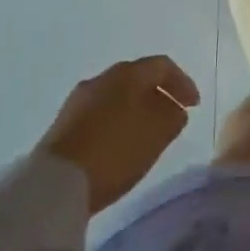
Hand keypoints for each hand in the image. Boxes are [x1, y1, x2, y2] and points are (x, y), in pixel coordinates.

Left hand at [37, 56, 200, 213]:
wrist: (55, 184)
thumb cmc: (115, 151)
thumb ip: (173, 117)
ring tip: (148, 133)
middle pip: (138, 78)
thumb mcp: (156, 135)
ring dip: (137, 109)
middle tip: (173, 116)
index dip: (183, 82)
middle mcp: (102, 78)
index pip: (163, 66)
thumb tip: (174, 109)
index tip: (194, 106)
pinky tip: (121, 143)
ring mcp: (79, 100)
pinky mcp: (64, 123)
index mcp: (127, 73)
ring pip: (118, 96)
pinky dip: (118, 121)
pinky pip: (101, 113)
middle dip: (159, 94)